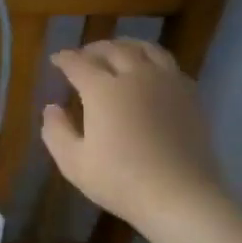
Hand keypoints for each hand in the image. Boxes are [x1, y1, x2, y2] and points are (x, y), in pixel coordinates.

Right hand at [40, 39, 229, 239]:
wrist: (181, 196)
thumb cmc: (120, 180)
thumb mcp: (73, 162)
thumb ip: (56, 131)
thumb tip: (51, 108)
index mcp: (102, 89)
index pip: (78, 63)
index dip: (64, 59)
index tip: (56, 60)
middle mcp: (135, 76)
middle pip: (113, 49)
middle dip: (94, 49)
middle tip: (84, 56)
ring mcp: (166, 83)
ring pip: (146, 49)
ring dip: (126, 46)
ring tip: (118, 53)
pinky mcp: (190, 96)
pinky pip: (169, 65)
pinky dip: (152, 61)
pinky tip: (150, 73)